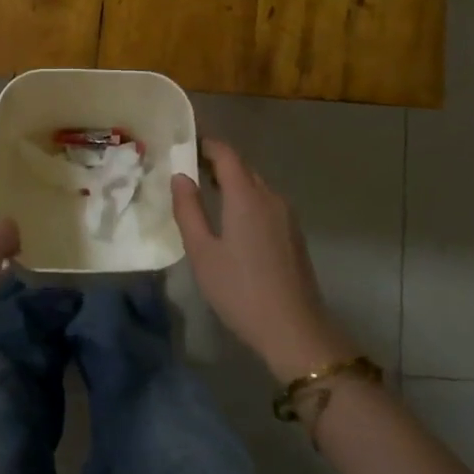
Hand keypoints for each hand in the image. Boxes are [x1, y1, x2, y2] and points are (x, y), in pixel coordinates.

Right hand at [171, 140, 356, 382]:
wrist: (293, 329)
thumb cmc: (240, 290)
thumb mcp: (201, 252)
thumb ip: (188, 210)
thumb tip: (180, 176)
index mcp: (246, 196)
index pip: (227, 155)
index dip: (207, 145)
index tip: (187, 144)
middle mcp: (270, 197)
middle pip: (243, 168)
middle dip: (218, 163)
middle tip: (190, 170)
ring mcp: (286, 215)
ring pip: (256, 186)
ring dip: (233, 182)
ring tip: (208, 193)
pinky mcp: (293, 233)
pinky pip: (266, 203)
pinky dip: (247, 199)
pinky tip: (233, 220)